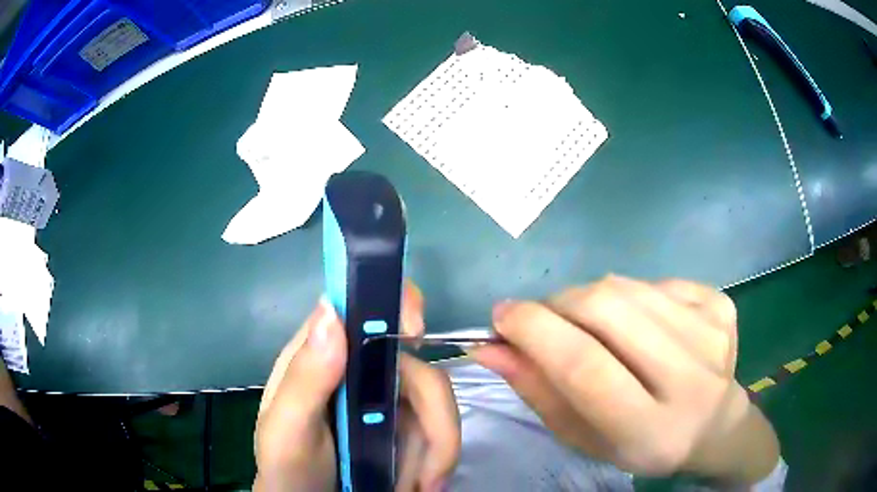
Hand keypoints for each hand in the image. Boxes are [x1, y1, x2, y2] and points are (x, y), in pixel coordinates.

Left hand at [254, 281, 459, 491]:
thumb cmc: (289, 470)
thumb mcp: (287, 432)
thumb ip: (304, 380)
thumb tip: (332, 312)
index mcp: (318, 355)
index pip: (357, 306)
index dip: (393, 304)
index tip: (415, 333)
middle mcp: (355, 367)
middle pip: (413, 361)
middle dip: (432, 413)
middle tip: (431, 470)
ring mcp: (384, 395)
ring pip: (435, 396)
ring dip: (438, 447)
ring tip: (421, 486)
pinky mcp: (404, 421)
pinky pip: (438, 423)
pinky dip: (439, 455)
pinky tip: (423, 483)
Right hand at [471, 275, 778, 482]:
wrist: (714, 426)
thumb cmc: (640, 443)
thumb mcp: (582, 436)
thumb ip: (537, 391)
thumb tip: (490, 346)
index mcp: (650, 430)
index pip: (585, 367)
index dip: (536, 332)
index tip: (502, 316)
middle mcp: (690, 378)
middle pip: (608, 310)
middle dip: (559, 304)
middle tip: (544, 318)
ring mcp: (711, 333)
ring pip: (628, 287)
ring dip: (591, 298)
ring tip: (593, 325)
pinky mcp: (720, 304)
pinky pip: (655, 281)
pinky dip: (631, 296)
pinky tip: (640, 324)